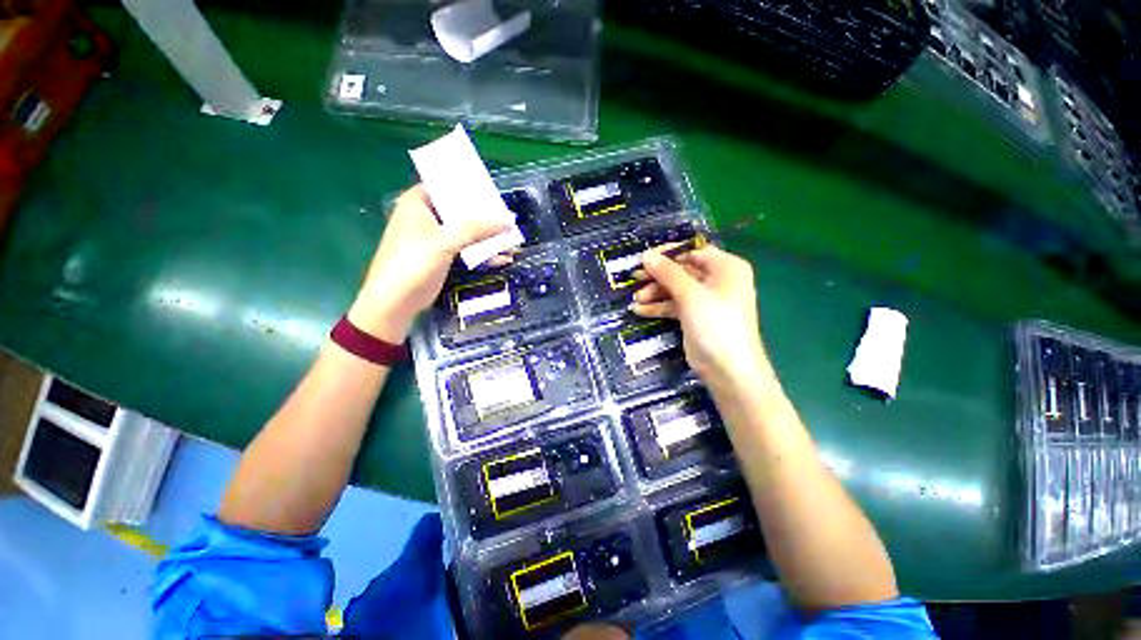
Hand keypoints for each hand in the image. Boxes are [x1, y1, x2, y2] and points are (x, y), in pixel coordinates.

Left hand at [348, 186, 509, 341]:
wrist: (396, 301)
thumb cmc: (413, 263)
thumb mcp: (446, 241)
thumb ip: (477, 228)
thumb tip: (507, 220)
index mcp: (418, 203)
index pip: (447, 186)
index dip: (471, 188)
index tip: (494, 192)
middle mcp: (426, 217)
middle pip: (460, 210)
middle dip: (485, 216)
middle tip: (508, 218)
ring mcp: (435, 238)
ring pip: (466, 232)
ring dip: (487, 237)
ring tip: (511, 240)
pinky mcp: (442, 256)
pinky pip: (466, 249)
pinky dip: (481, 253)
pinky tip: (501, 259)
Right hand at [631, 244, 775, 393]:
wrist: (728, 369)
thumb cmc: (716, 324)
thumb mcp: (690, 294)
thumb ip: (668, 272)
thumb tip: (646, 255)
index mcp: (726, 267)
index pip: (693, 251)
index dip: (668, 253)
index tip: (644, 258)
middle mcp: (717, 280)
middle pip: (681, 270)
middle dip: (657, 275)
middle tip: (635, 278)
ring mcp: (704, 300)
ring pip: (675, 289)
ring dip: (655, 292)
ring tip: (636, 299)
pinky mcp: (694, 317)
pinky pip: (673, 305)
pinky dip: (658, 306)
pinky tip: (639, 310)